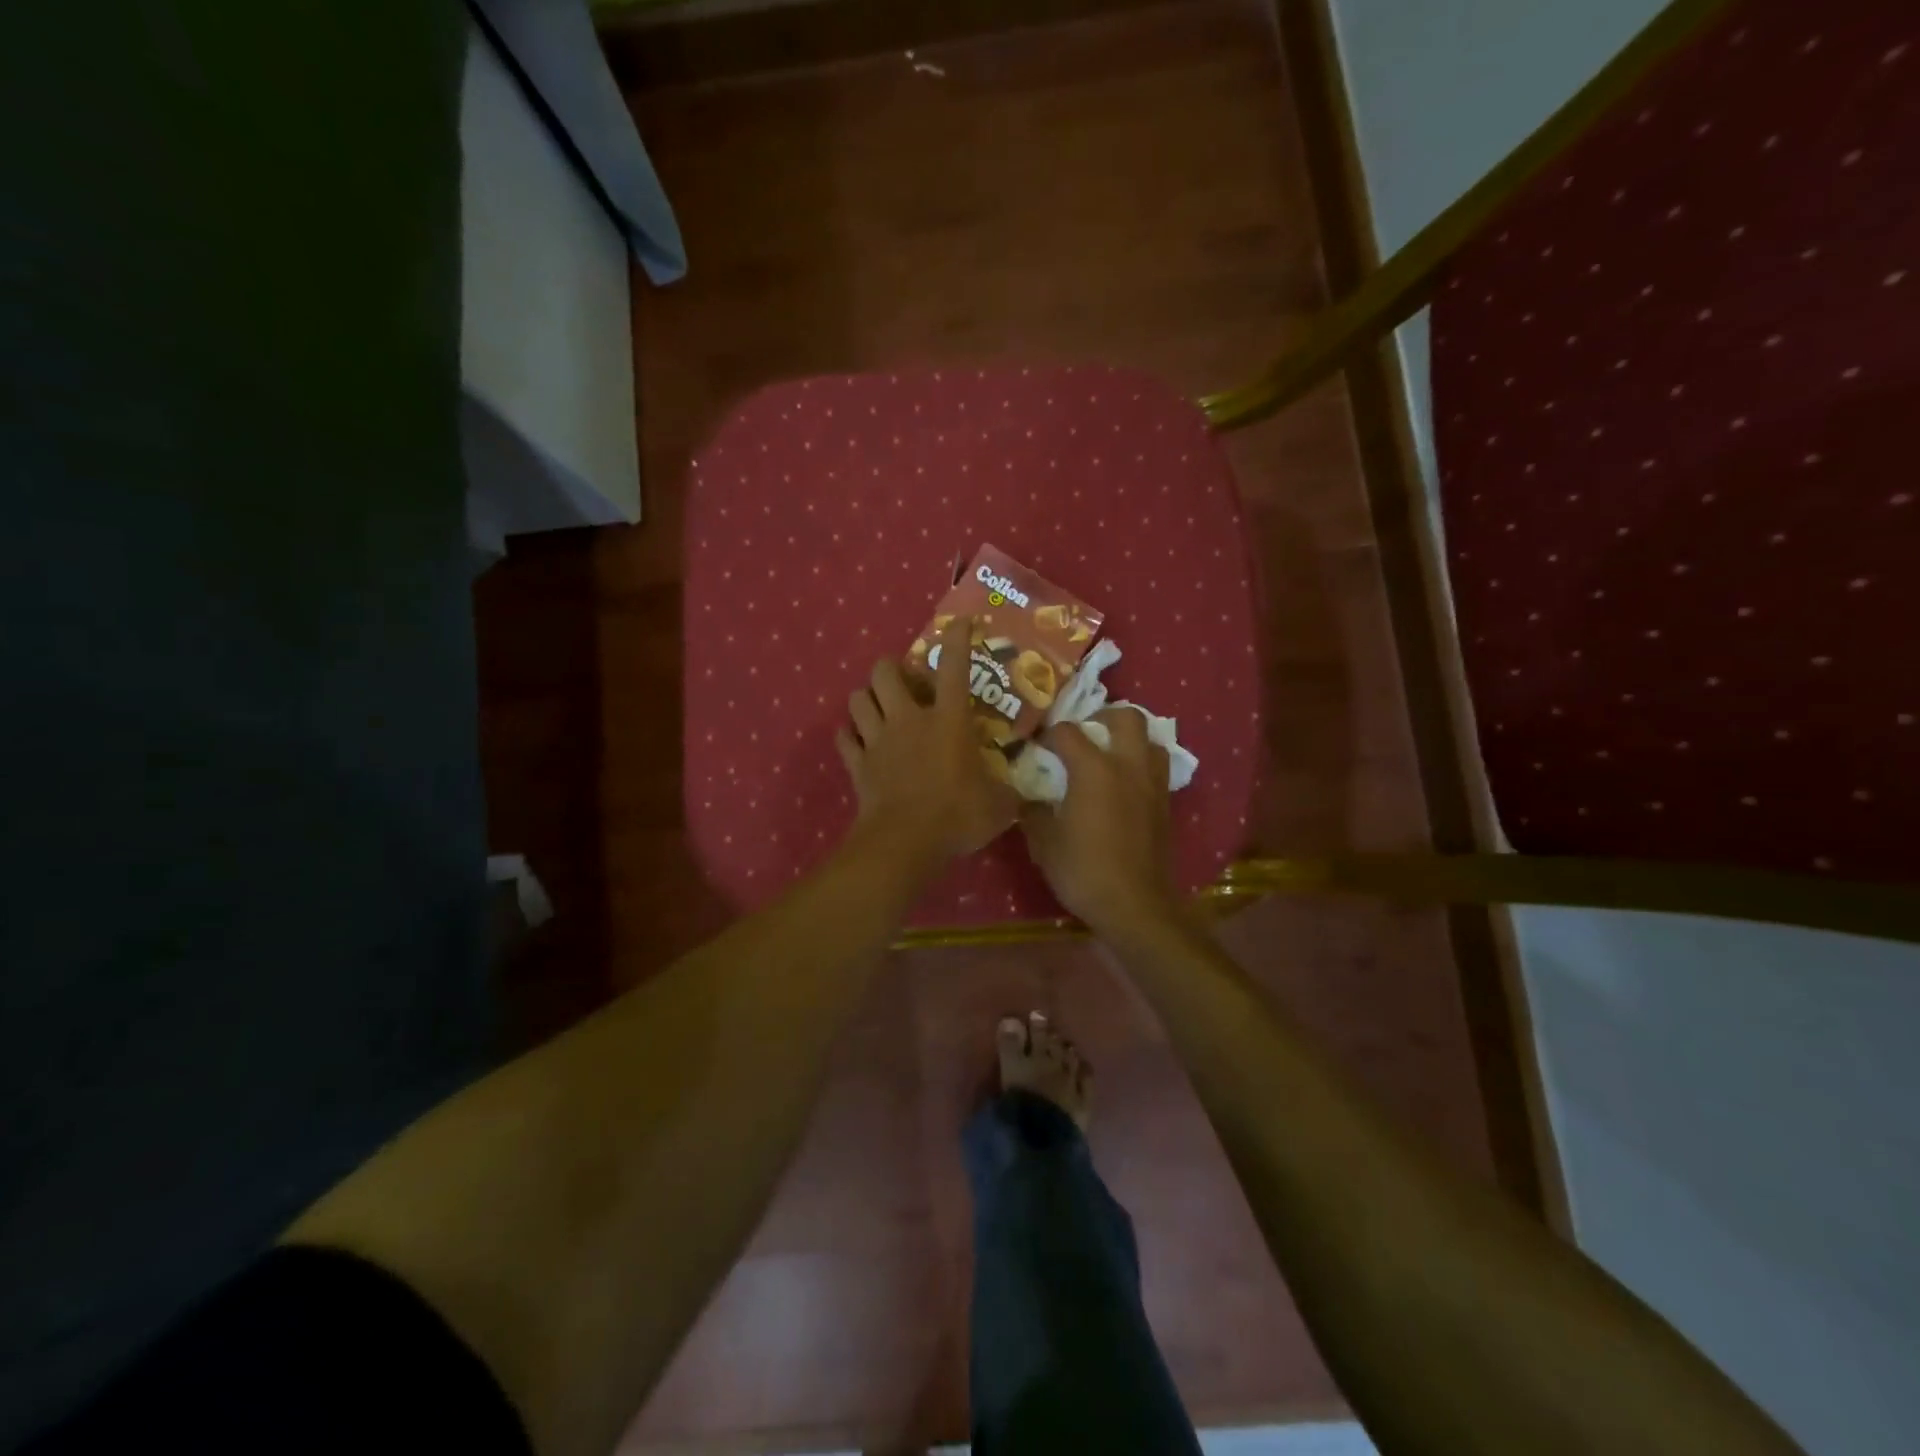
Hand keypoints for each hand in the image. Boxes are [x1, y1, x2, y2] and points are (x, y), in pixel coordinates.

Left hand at [836, 614, 1016, 863]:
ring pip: (858, 699)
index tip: (960, 622)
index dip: (957, 640)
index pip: (954, 668)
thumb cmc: (957, 816)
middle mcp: (909, 720)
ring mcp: (878, 740)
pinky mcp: (858, 764)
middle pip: (885, 673)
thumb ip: (1013, 794)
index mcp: (948, 721)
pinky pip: (845, 739)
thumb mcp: (999, 806)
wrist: (905, 843)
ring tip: (879, 706)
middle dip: (891, 668)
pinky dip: (850, 735)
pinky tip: (858, 739)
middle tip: (904, 681)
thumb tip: (1032, 795)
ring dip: (867, 697)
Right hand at [1020, 709, 1178, 935]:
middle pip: (1126, 717)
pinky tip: (1123, 784)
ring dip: (1130, 738)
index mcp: (1094, 769)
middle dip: (1103, 716)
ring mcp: (1152, 783)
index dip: (1047, 734)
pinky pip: (1157, 767)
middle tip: (1085, 731)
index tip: (1035, 746)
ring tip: (1110, 753)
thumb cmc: (1084, 871)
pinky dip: (1141, 764)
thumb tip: (1026, 798)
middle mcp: (1128, 766)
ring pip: (1150, 739)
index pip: (1067, 732)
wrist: (1135, 905)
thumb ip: (1033, 812)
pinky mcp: (1165, 803)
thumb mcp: (1045, 844)